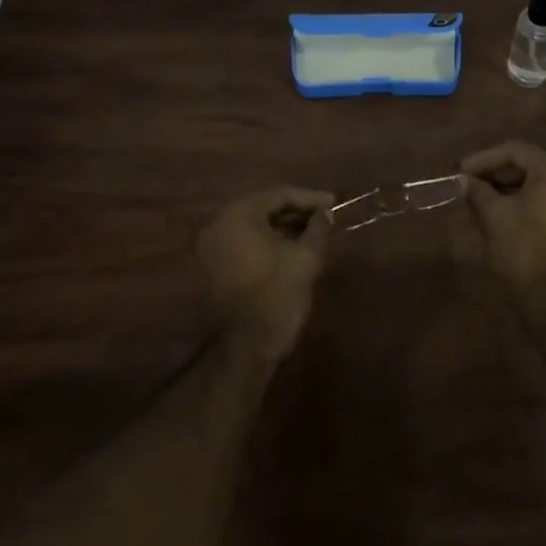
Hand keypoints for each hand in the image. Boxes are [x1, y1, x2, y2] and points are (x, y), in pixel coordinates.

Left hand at [196, 187, 334, 362]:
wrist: (243, 350)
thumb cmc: (275, 297)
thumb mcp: (305, 259)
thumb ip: (318, 229)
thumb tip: (326, 214)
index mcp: (239, 216)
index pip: (279, 195)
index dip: (309, 198)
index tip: (333, 203)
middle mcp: (219, 225)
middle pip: (264, 208)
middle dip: (296, 212)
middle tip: (324, 217)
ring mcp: (212, 247)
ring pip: (254, 227)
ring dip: (283, 228)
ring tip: (312, 233)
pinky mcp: (213, 268)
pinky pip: (244, 243)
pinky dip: (267, 242)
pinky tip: (290, 250)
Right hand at [459, 141, 545, 294]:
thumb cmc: (523, 248)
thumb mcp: (494, 215)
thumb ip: (477, 192)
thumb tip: (464, 181)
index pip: (514, 151)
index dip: (483, 159)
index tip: (460, 171)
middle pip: (526, 166)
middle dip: (494, 174)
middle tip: (466, 184)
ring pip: (534, 187)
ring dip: (504, 189)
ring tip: (476, 199)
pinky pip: (541, 204)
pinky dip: (518, 204)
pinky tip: (496, 214)